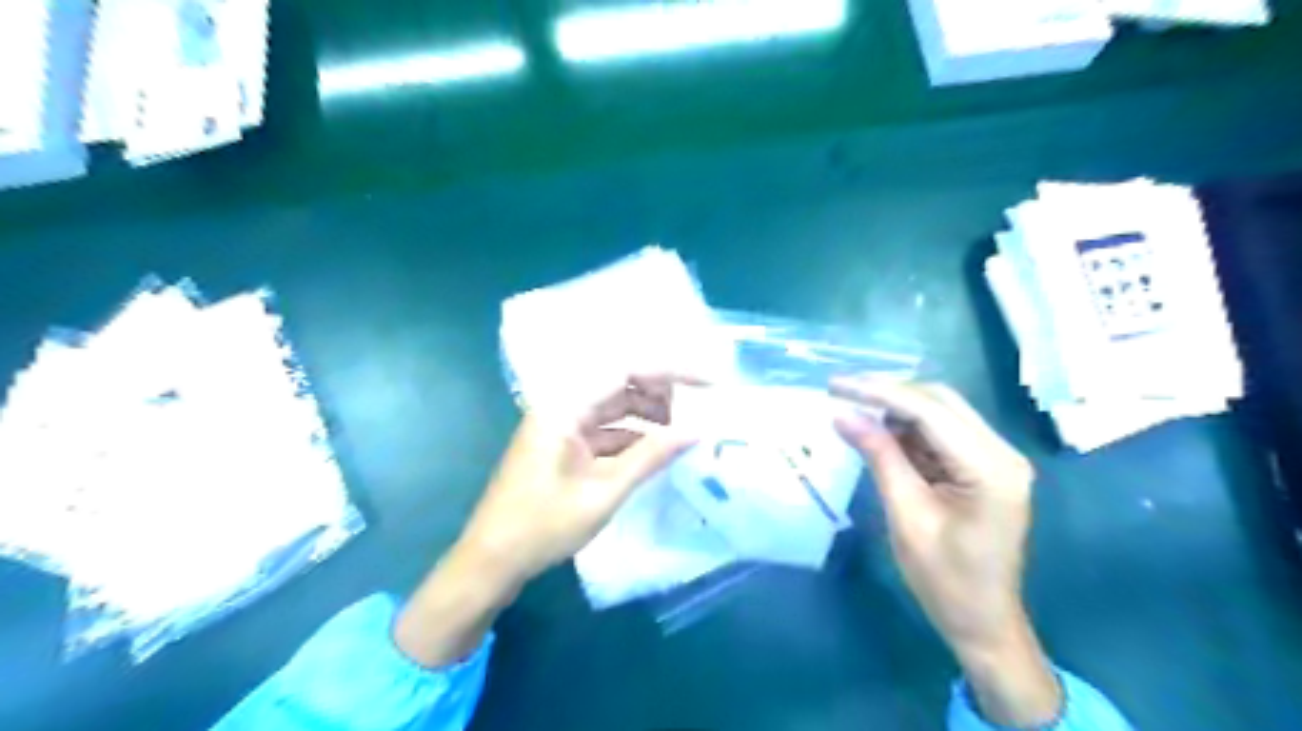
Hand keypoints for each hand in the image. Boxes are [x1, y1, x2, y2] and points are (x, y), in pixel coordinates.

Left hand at [392, 378, 694, 668]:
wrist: (491, 561)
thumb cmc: (542, 525)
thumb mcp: (604, 491)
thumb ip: (650, 456)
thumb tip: (696, 430)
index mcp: (565, 406)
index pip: (625, 370)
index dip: (669, 370)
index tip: (707, 381)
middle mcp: (563, 406)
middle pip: (621, 384)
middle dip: (662, 393)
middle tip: (703, 406)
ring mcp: (563, 426)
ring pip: (616, 408)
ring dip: (651, 416)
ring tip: (689, 429)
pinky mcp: (565, 446)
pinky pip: (607, 431)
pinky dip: (634, 438)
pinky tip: (661, 450)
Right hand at [829, 381, 1060, 726]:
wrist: (983, 622)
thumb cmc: (945, 580)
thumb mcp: (906, 516)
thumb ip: (879, 458)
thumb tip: (843, 415)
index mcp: (990, 468)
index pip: (930, 411)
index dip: (880, 392)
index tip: (836, 386)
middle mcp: (1001, 452)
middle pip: (941, 401)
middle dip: (888, 392)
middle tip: (841, 392)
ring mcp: (996, 458)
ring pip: (941, 412)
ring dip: (896, 409)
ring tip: (852, 410)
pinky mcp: (983, 467)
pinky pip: (942, 433)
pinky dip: (908, 429)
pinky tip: (878, 433)